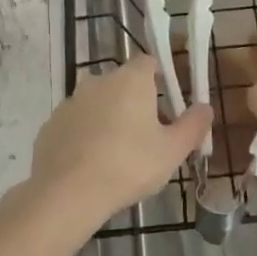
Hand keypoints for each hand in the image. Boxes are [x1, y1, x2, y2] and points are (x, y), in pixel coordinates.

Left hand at [23, 56, 211, 232]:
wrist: (68, 193)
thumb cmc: (129, 165)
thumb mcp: (172, 150)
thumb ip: (193, 126)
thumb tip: (205, 107)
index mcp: (130, 80)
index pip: (148, 62)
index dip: (160, 76)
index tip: (168, 100)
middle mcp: (98, 81)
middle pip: (122, 83)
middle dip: (135, 101)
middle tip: (148, 134)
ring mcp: (70, 101)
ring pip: (97, 103)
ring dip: (108, 118)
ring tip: (118, 154)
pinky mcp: (51, 124)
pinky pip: (76, 124)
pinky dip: (85, 135)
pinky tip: (91, 164)